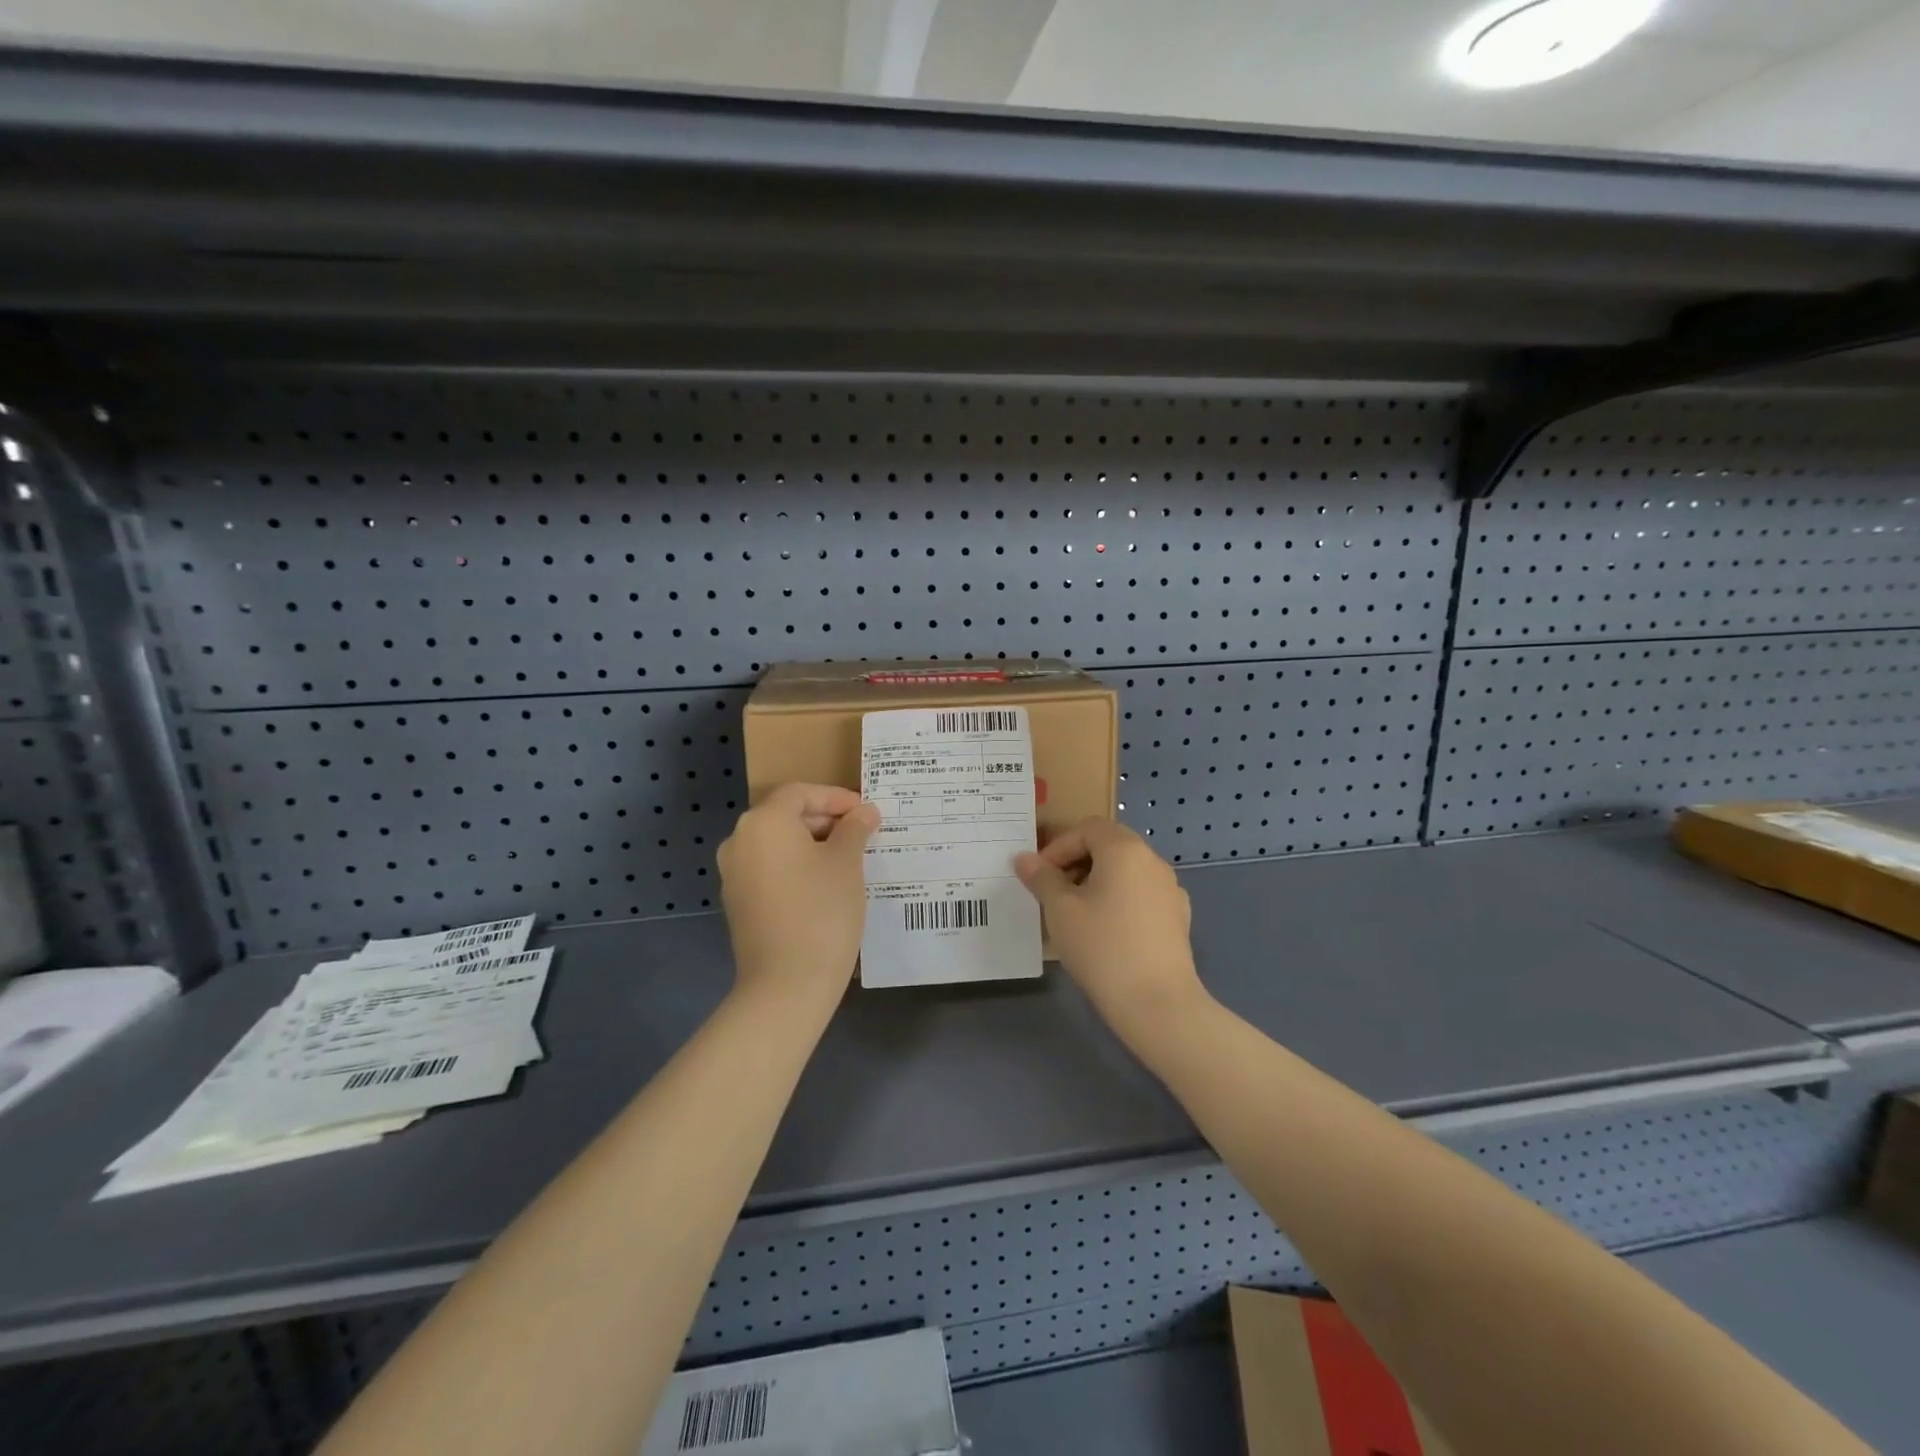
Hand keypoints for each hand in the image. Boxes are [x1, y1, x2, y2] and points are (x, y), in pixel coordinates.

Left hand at [717, 784, 879, 1004]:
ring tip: (848, 858)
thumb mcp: (846, 863)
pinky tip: (824, 884)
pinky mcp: (737, 902)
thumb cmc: (821, 911)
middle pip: (785, 816)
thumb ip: (854, 829)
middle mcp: (739, 841)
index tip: (866, 812)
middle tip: (861, 833)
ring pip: (777, 844)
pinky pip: (769, 869)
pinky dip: (795, 867)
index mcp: (763, 822)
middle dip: (824, 820)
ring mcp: (733, 874)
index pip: (800, 793)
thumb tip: (864, 812)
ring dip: (811, 844)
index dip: (836, 797)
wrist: (786, 984)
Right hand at [1015, 818, 1206, 1042]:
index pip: (1087, 828)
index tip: (1039, 877)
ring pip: (1126, 872)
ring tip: (1076, 914)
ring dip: (1097, 882)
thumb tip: (1024, 859)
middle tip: (1053, 892)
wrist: (1157, 1004)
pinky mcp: (1178, 918)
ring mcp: (1170, 890)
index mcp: (1125, 850)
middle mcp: (1153, 861)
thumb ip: (1041, 878)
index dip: (1058, 847)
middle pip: (1109, 845)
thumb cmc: (1102, 947)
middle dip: (1076, 862)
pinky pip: (1141, 896)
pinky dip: (1119, 901)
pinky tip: (1106, 933)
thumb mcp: (1060, 911)